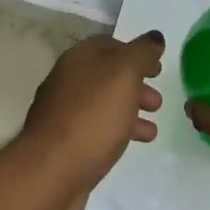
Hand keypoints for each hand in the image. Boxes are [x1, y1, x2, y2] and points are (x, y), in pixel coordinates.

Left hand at [19, 29, 165, 209]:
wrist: (51, 172)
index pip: (109, 44)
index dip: (136, 52)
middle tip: (157, 101)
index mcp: (77, 60)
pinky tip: (133, 143)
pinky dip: (118, 131)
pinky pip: (97, 129)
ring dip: (130, 110)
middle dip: (135, 85)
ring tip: (152, 128)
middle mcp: (67, 82)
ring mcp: (63, 114)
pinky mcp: (65, 143)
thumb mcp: (124, 75)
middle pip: (106, 76)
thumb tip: (155, 37)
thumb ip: (141, 53)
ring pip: (103, 104)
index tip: (158, 66)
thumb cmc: (92, 117)